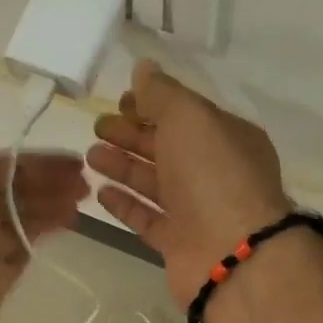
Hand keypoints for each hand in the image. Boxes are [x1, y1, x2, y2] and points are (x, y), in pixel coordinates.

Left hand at [0, 75, 88, 322]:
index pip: (2, 165)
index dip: (38, 161)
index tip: (74, 161)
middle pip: (13, 191)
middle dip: (49, 184)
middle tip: (88, 185)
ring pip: (19, 218)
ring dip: (49, 207)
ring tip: (85, 206)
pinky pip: (20, 246)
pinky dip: (41, 234)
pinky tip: (65, 229)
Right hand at [88, 59, 293, 308]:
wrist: (231, 254)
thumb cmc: (213, 175)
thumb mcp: (189, 118)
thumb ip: (162, 94)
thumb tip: (143, 69)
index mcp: (227, 137)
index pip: (186, 114)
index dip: (152, 104)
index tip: (120, 101)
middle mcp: (215, 173)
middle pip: (168, 148)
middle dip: (132, 134)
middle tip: (97, 127)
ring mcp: (198, 211)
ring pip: (155, 183)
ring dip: (124, 167)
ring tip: (90, 155)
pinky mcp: (179, 244)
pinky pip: (149, 219)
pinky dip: (126, 204)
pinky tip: (100, 192)